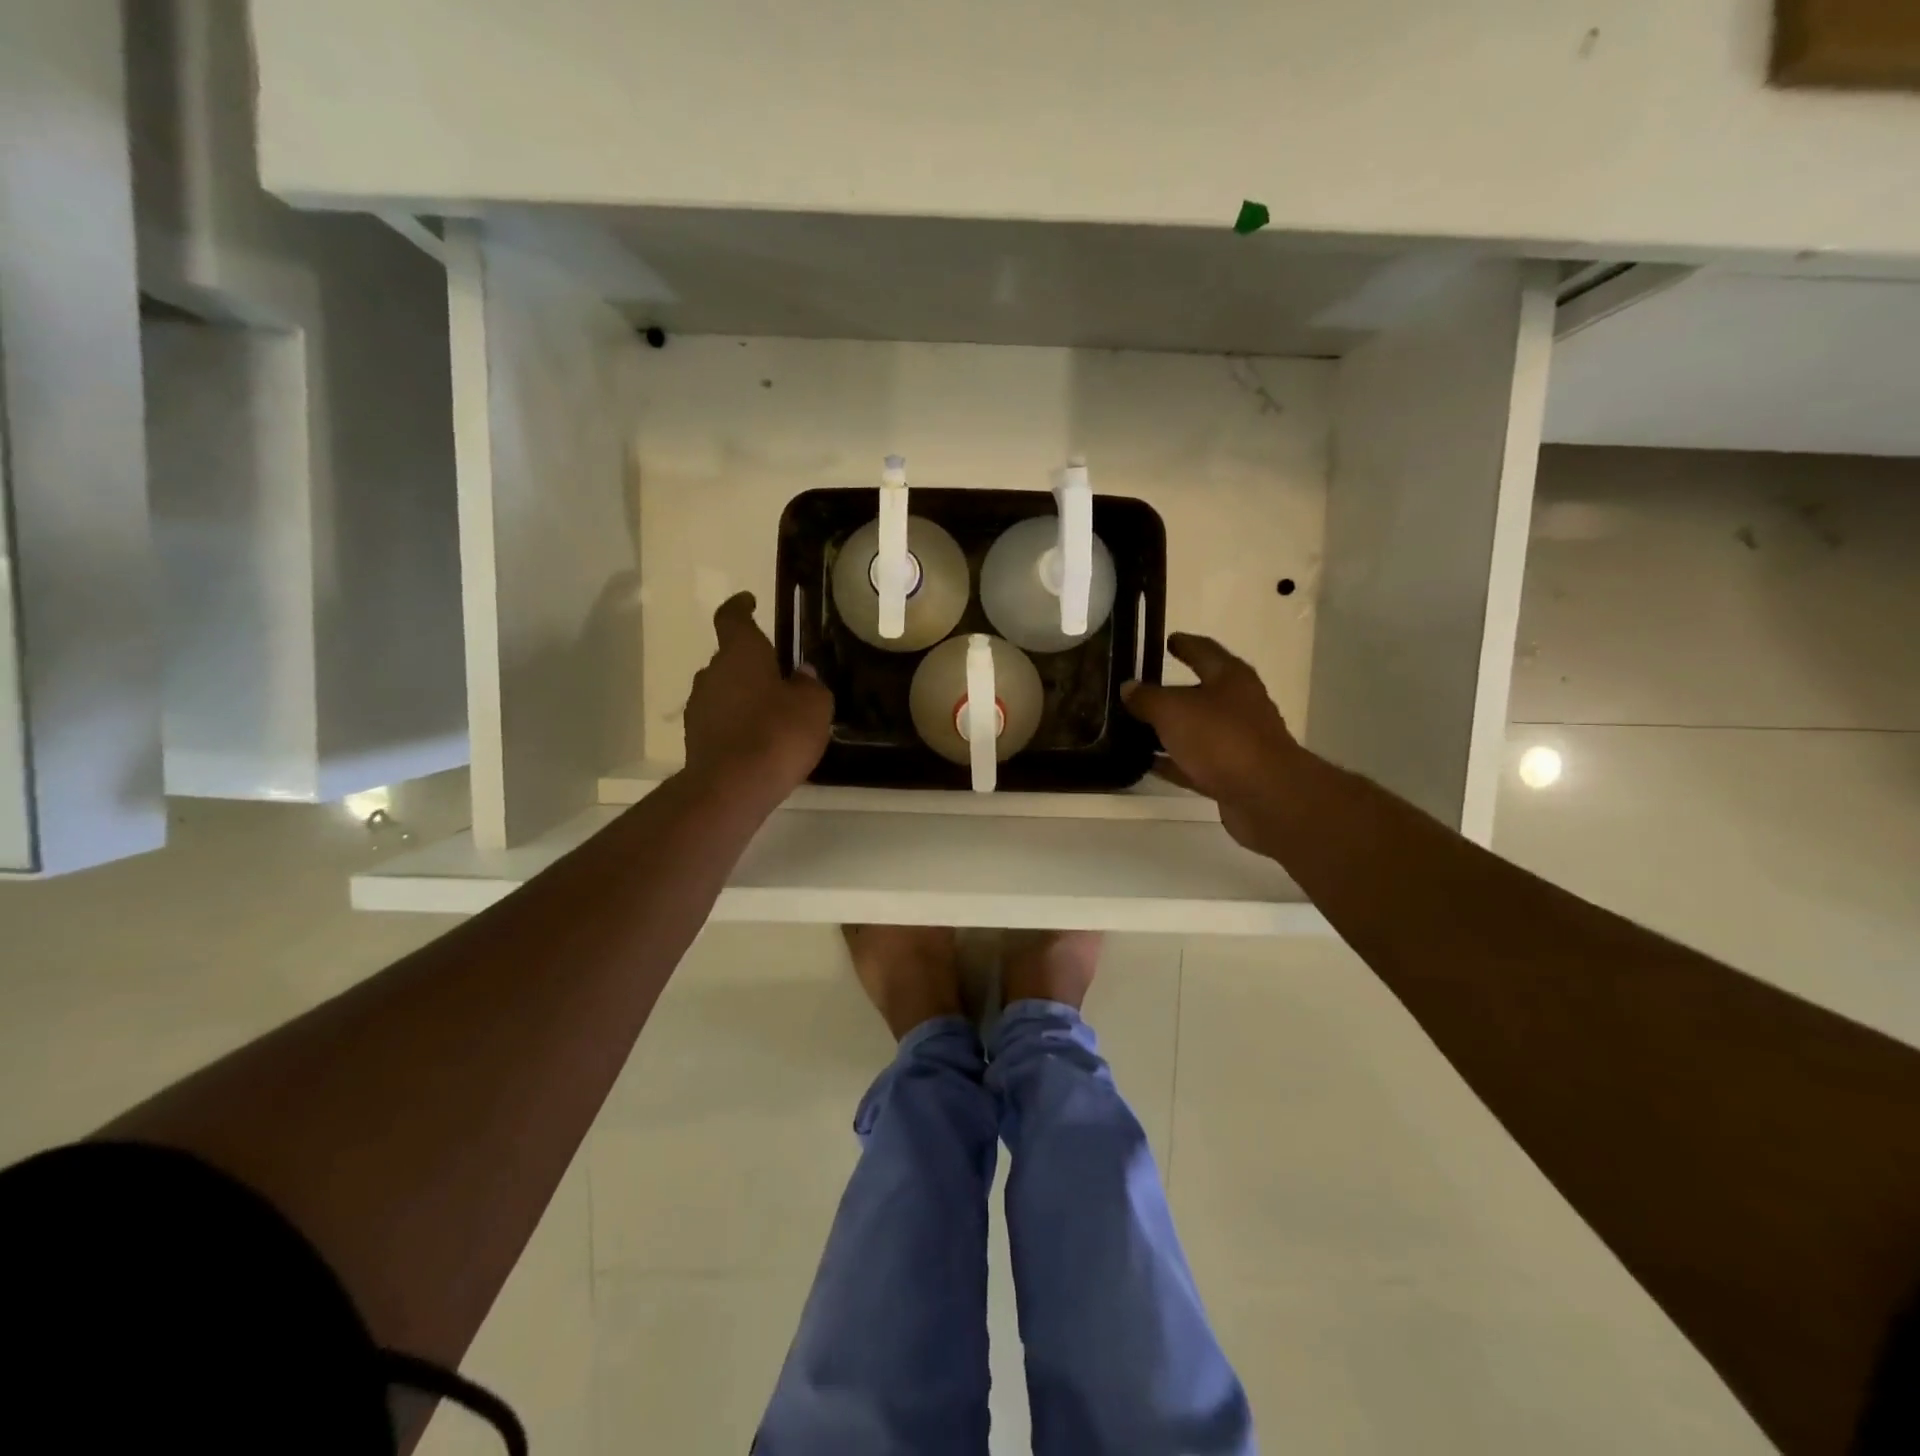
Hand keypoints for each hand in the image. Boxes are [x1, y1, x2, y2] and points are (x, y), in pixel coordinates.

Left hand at [684, 593, 832, 807]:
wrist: (732, 787)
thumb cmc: (778, 734)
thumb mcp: (814, 706)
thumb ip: (810, 685)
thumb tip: (802, 675)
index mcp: (740, 653)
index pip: (732, 618)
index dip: (740, 607)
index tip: (749, 600)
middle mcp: (712, 673)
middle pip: (730, 658)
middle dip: (752, 663)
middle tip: (780, 676)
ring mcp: (699, 707)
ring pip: (724, 690)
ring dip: (744, 695)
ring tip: (773, 714)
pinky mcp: (696, 738)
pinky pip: (721, 719)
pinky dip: (737, 723)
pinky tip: (759, 741)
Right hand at [1122, 633, 1301, 853]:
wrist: (1265, 795)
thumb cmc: (1221, 738)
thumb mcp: (1173, 710)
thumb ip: (1147, 698)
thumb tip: (1129, 687)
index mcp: (1230, 678)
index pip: (1204, 651)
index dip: (1185, 644)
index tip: (1168, 640)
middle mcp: (1238, 705)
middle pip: (1201, 692)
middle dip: (1172, 691)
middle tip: (1139, 689)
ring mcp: (1237, 741)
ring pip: (1196, 729)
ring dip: (1170, 729)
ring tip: (1135, 728)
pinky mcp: (1232, 774)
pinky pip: (1195, 761)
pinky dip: (1173, 761)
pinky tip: (1148, 763)